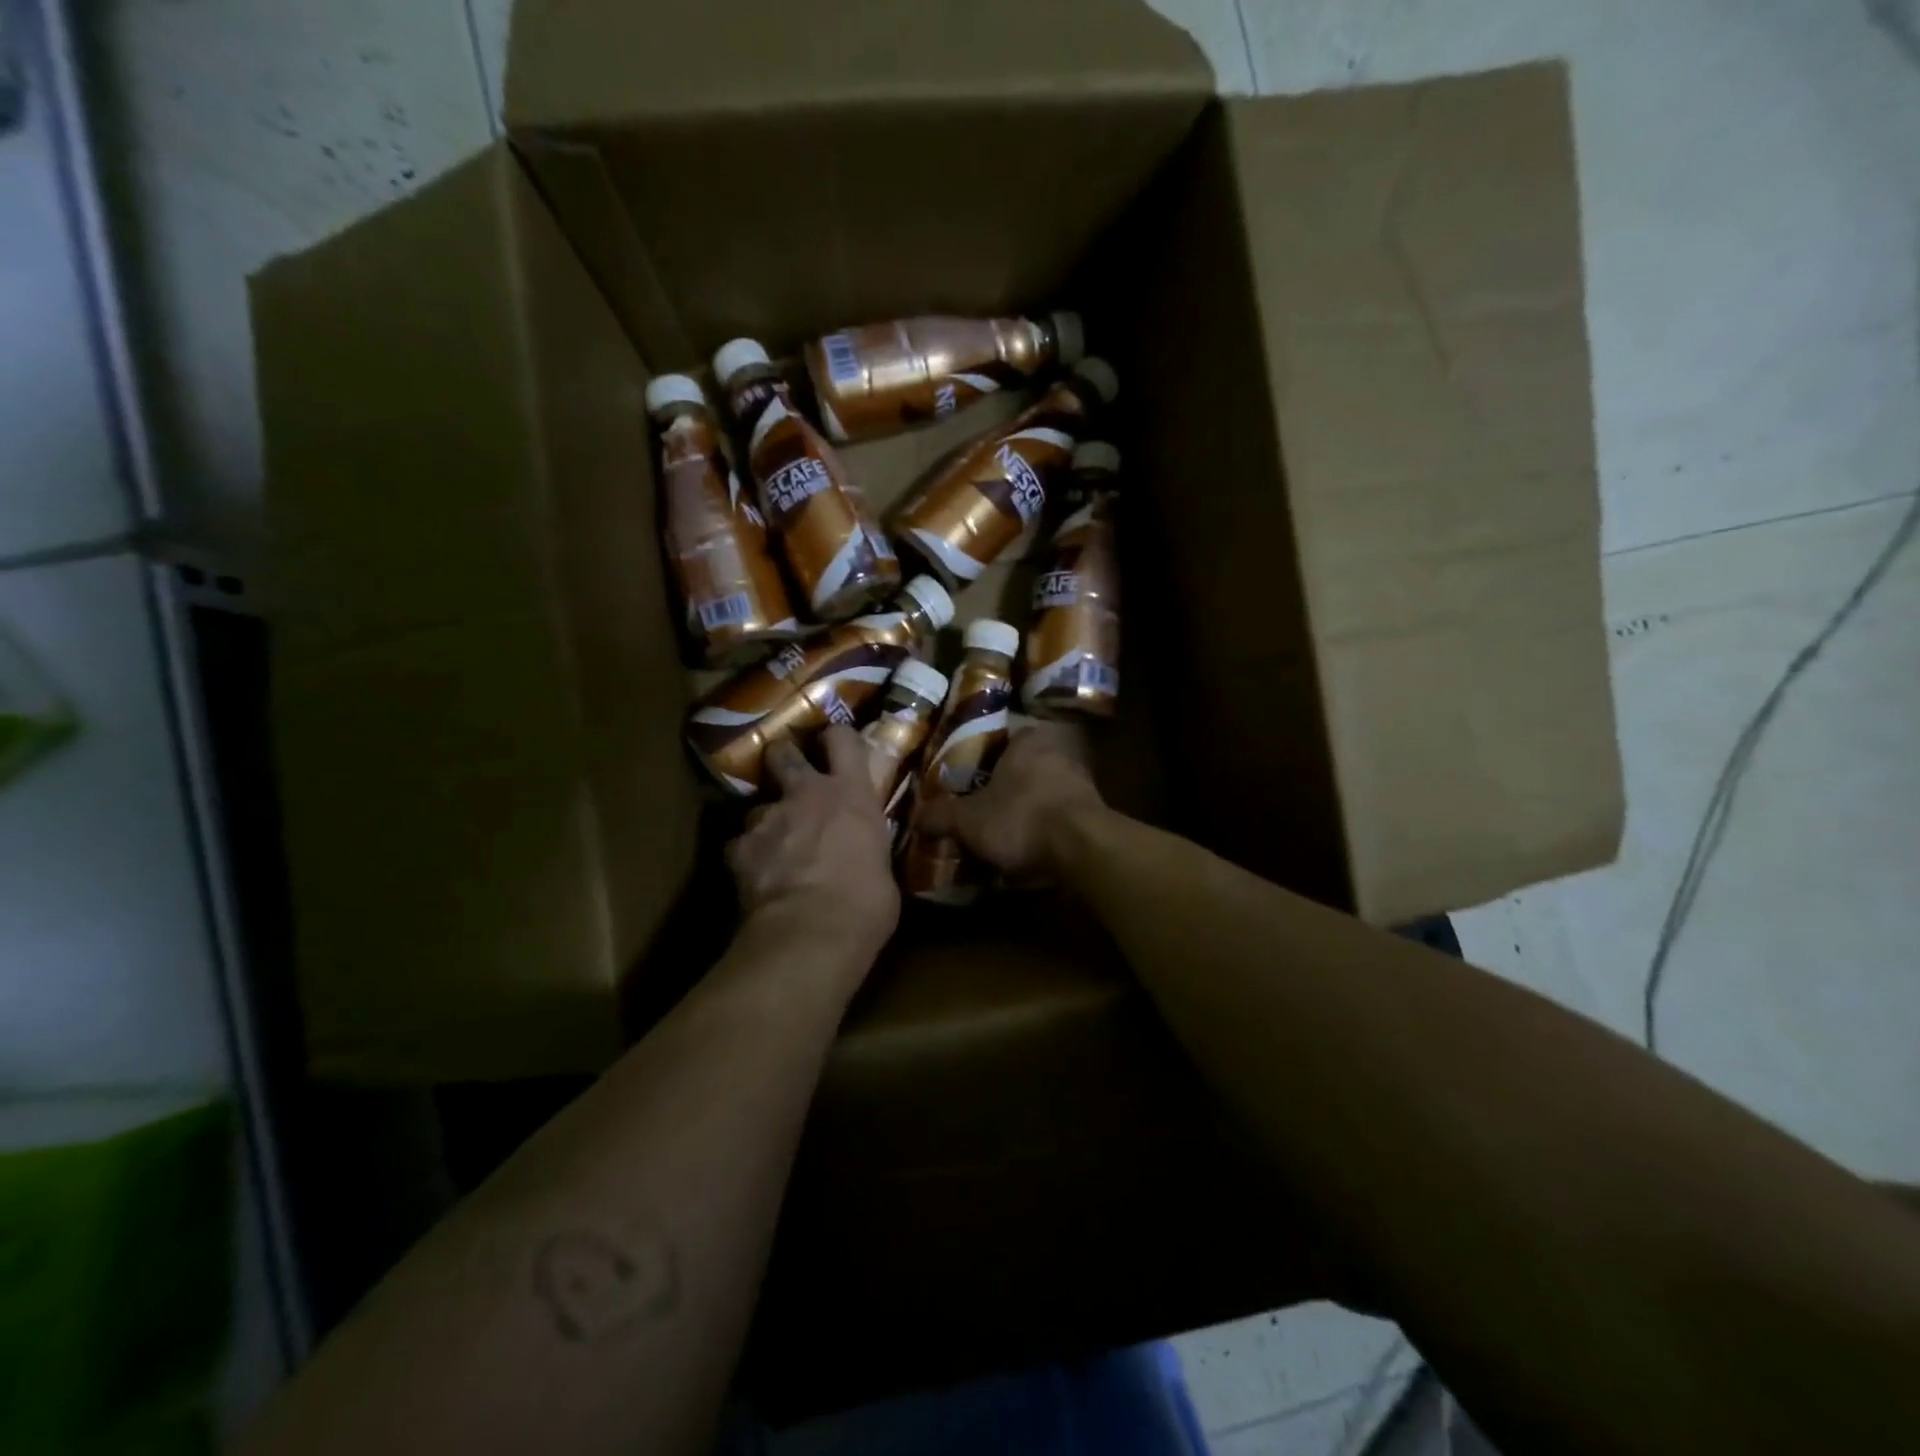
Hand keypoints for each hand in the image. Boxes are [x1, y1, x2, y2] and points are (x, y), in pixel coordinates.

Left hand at [725, 726, 898, 960]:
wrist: (813, 933)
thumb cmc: (866, 904)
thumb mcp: (883, 870)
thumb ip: (868, 850)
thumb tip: (866, 860)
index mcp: (851, 795)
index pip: (842, 739)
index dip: (835, 737)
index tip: (832, 743)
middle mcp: (806, 794)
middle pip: (783, 753)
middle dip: (782, 760)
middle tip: (788, 778)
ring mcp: (767, 818)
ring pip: (756, 806)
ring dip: (764, 822)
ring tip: (771, 848)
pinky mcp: (738, 848)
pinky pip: (738, 845)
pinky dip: (745, 857)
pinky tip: (754, 877)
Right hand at [914, 720, 1105, 878]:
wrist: (1083, 848)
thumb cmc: (1021, 818)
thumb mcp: (968, 820)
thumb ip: (940, 815)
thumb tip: (915, 817)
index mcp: (1026, 739)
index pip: (997, 739)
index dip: (977, 759)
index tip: (963, 781)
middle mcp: (1056, 750)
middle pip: (1019, 767)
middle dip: (1001, 788)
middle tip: (977, 809)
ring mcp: (1079, 780)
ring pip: (1040, 791)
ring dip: (1023, 810)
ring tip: (1000, 833)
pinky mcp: (1093, 810)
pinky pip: (1057, 814)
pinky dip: (1043, 828)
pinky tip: (1028, 848)